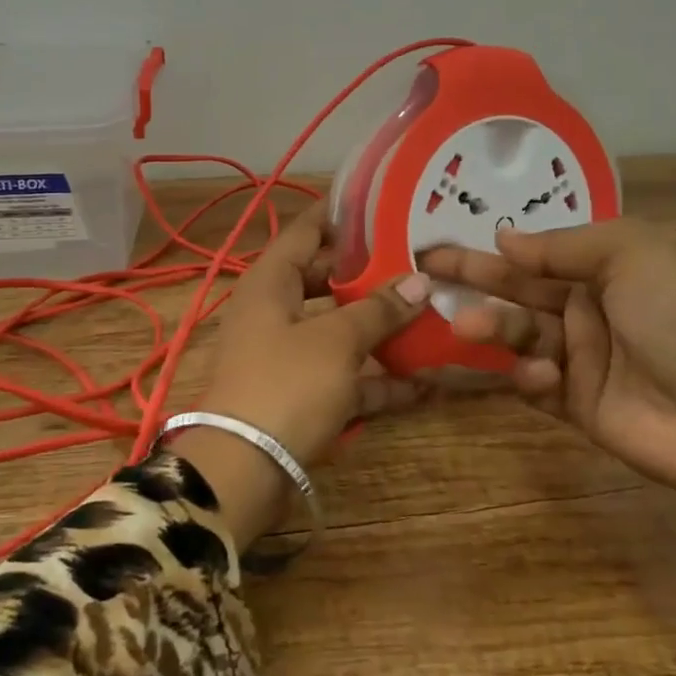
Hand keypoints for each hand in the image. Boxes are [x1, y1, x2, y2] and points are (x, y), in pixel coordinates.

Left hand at [178, 203, 430, 545]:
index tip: (385, 204)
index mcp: (270, 282)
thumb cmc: (285, 385)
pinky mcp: (300, 396)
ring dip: (381, 329)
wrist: (243, 471)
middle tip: (419, 260)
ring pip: (339, 330)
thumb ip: (378, 309)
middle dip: (371, 274)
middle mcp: (274, 312)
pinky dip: (378, 379)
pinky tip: (425, 382)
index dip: (341, 215)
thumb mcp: (336, 341)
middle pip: (325, 280)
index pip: (305, 231)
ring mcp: (287, 356)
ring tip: (433, 316)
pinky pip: (344, 376)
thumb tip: (420, 281)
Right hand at [420, 218, 675, 532]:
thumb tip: (504, 237)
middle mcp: (591, 308)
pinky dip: (528, 378)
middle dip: (475, 282)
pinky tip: (542, 377)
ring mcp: (583, 359)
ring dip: (494, 330)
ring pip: (520, 337)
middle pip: (519, 291)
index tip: (440, 241)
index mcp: (608, 267)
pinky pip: (536, 385)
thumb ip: (563, 245)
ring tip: (467, 327)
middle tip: (424, 273)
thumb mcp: (632, 254)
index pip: (536, 252)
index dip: (490, 247)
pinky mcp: (578, 406)